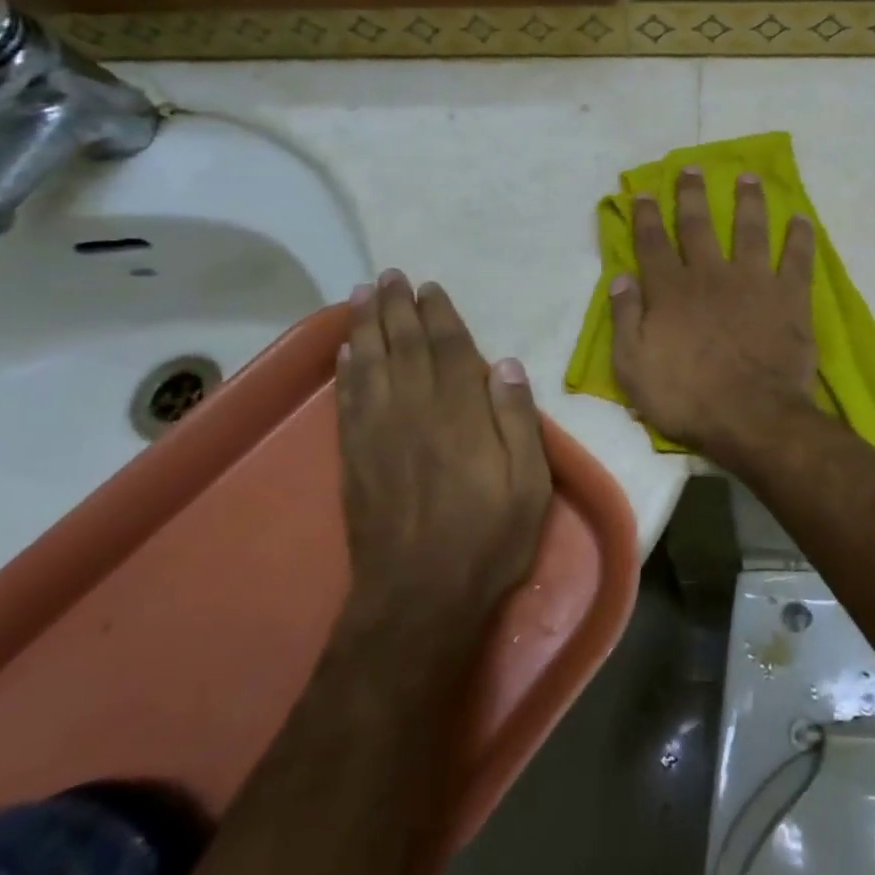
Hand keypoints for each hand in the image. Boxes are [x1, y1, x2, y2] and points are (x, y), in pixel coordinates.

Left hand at [334, 272, 551, 648]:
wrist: (419, 599)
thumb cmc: (488, 539)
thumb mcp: (529, 484)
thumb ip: (518, 420)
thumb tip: (506, 364)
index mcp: (460, 413)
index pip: (449, 349)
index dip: (438, 314)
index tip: (429, 287)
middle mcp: (415, 411)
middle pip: (404, 346)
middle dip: (396, 307)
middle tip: (388, 275)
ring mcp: (379, 433)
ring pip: (370, 364)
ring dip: (365, 326)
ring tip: (361, 295)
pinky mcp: (355, 458)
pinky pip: (348, 401)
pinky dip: (346, 370)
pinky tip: (345, 352)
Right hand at [609, 168, 817, 464]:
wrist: (750, 417)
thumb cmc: (685, 398)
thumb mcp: (632, 366)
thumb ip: (625, 318)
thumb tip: (620, 278)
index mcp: (670, 290)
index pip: (653, 243)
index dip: (647, 216)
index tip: (646, 192)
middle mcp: (710, 274)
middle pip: (699, 225)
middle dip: (692, 194)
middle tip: (693, 168)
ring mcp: (752, 281)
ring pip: (749, 229)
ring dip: (747, 201)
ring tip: (747, 177)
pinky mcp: (788, 297)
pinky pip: (796, 259)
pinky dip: (799, 238)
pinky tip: (801, 219)